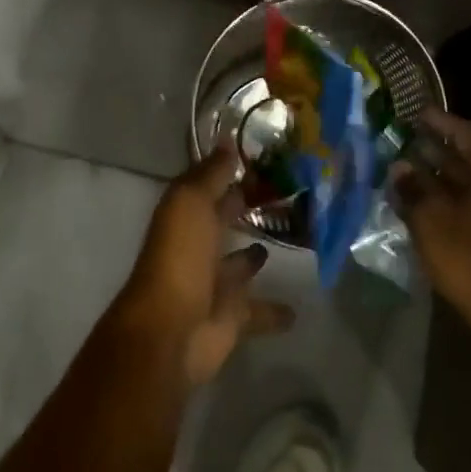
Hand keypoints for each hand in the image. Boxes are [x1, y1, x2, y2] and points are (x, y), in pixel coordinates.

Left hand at [121, 147, 295, 384]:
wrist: (172, 331)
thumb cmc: (180, 257)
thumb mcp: (191, 202)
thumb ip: (211, 174)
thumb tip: (227, 140)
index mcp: (185, 217)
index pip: (208, 187)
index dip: (229, 173)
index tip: (262, 159)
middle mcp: (197, 247)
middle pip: (222, 223)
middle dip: (241, 210)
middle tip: (281, 195)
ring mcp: (214, 285)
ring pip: (239, 266)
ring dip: (253, 257)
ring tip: (284, 241)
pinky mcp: (232, 319)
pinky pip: (258, 311)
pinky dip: (275, 311)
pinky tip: (298, 309)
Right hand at [393, 109, 470, 350]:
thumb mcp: (431, 220)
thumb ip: (413, 189)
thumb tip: (400, 167)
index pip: (465, 133)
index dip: (439, 122)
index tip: (416, 114)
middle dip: (440, 153)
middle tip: (410, 147)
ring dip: (450, 181)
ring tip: (418, 180)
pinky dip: (463, 202)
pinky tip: (440, 212)